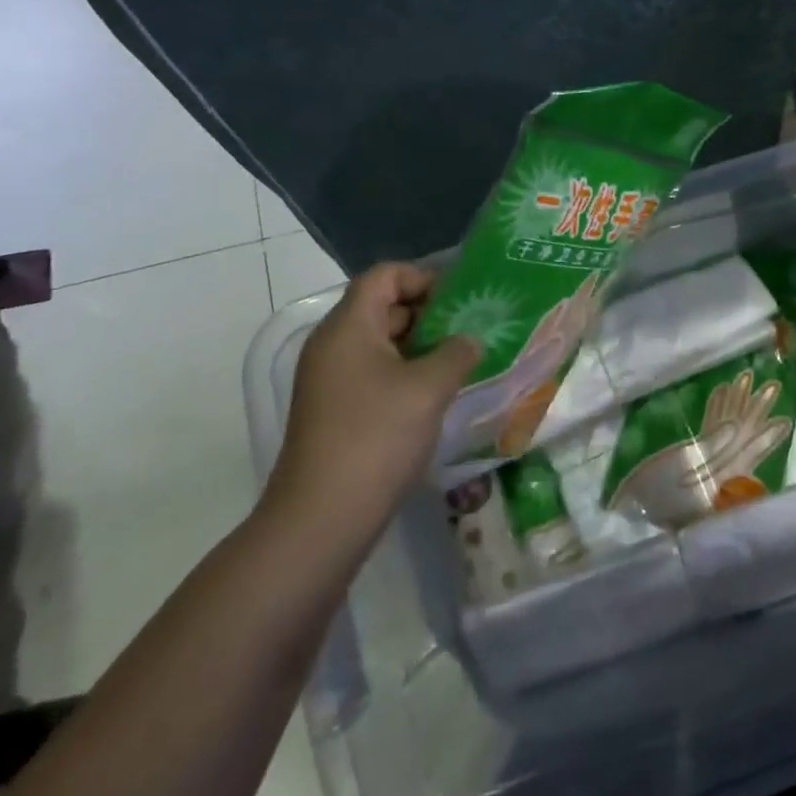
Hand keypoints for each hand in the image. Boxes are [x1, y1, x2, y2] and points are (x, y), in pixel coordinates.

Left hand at [262, 264, 479, 546]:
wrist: (322, 519)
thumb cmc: (376, 438)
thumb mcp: (429, 388)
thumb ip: (457, 353)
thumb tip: (470, 341)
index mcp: (348, 328)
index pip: (384, 276)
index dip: (423, 277)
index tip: (461, 299)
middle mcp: (333, 346)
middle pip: (383, 306)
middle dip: (430, 312)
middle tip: (473, 327)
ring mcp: (332, 381)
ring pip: (382, 343)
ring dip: (423, 346)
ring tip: (465, 359)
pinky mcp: (337, 411)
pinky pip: (376, 374)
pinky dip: (408, 373)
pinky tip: (440, 393)